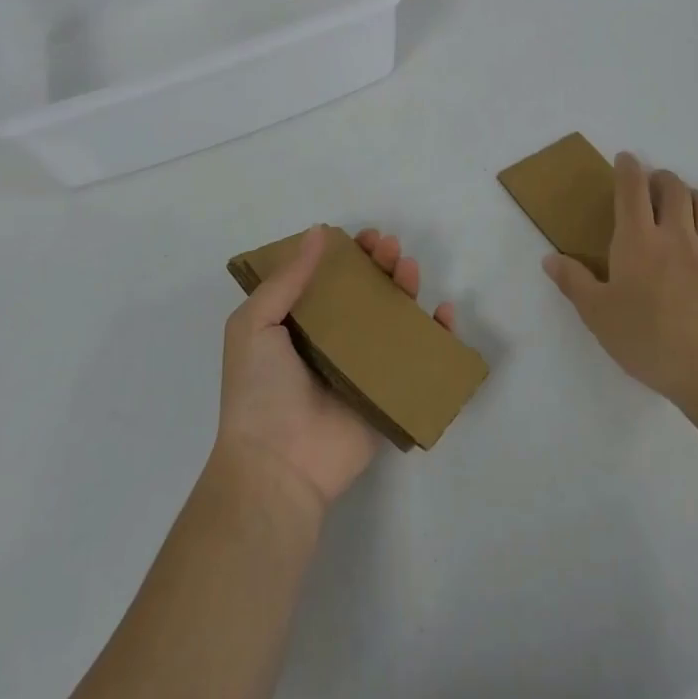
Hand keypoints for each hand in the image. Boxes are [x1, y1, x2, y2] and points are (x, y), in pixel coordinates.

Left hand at [215, 227, 455, 512]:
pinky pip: (418, 360)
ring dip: (405, 288)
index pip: (328, 279)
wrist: (278, 465)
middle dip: (379, 265)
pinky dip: (437, 336)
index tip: (361, 237)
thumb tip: (318, 233)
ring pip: (392, 319)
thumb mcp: (254, 324)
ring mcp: (362, 368)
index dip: (346, 255)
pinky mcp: (387, 394)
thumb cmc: (259, 390)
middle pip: (364, 293)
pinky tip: (443, 313)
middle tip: (389, 246)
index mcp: (298, 325)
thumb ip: (286, 280)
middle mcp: (331, 341)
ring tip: (409, 267)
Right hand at [542, 152, 697, 408]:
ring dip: (695, 198)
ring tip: (687, 206)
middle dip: (663, 179)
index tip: (626, 158)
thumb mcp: (597, 314)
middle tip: (655, 185)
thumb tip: (549, 258)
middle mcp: (677, 236)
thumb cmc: (646, 340)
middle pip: (675, 189)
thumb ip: (573, 282)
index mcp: (638, 241)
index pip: (632, 190)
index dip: (628, 169)